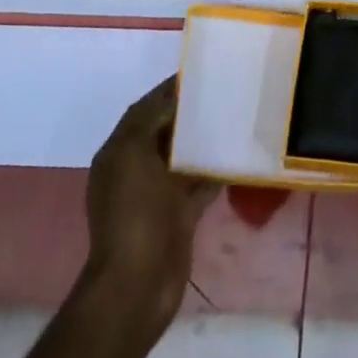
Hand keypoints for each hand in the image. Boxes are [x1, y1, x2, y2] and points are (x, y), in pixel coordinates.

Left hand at [85, 78, 216, 329]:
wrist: (138, 286)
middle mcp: (135, 169)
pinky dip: (215, 168)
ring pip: (184, 155)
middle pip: (166, 130)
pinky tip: (237, 153)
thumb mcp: (135, 154)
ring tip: (235, 115)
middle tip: (225, 90)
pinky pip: (200, 182)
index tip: (202, 71)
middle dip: (191, 112)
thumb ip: (151, 119)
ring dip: (204, 139)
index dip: (170, 89)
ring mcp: (158, 194)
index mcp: (119, 152)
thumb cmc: (134, 214)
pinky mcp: (179, 214)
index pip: (145, 108)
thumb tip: (175, 96)